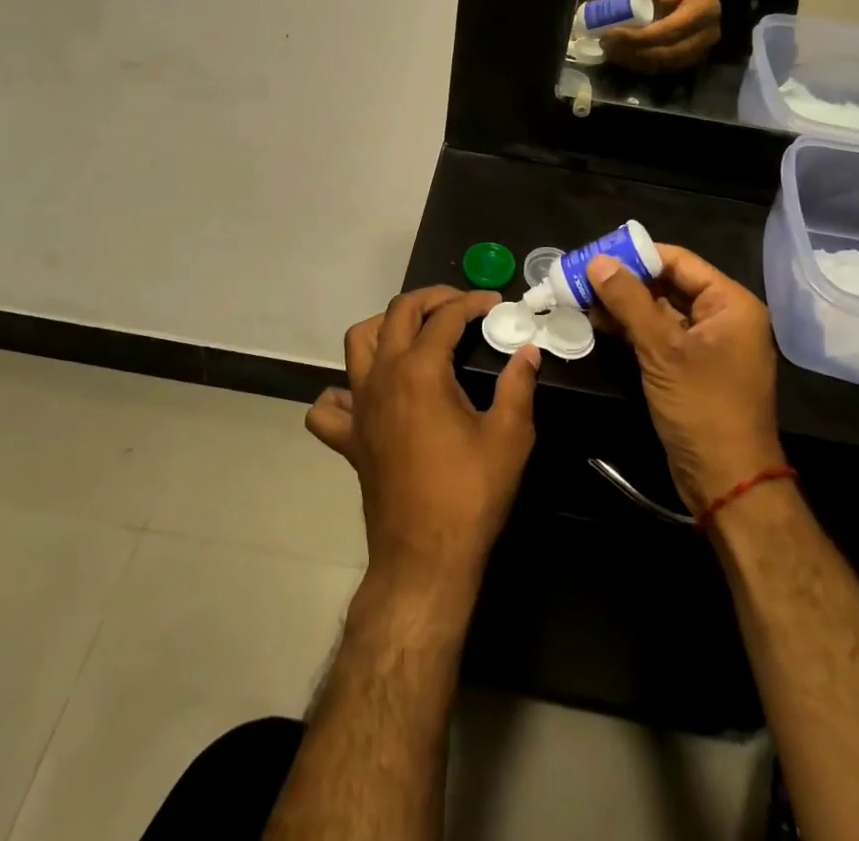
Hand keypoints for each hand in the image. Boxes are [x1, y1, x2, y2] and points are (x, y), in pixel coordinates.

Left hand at [307, 287, 539, 598]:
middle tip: (459, 306)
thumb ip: (518, 385)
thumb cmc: (470, 494)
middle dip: (430, 299)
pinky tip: (367, 396)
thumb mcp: (510, 436)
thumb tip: (528, 351)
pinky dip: (343, 392)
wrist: (425, 558)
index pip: (445, 316)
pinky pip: (330, 406)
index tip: (494, 304)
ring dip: (385, 326)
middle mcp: (383, 376)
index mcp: (420, 370)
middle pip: (397, 313)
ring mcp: (359, 407)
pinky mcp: (349, 439)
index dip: (471, 303)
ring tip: (414, 333)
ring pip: (358, 343)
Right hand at [586, 246, 784, 512]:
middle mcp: (723, 318)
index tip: (596, 254)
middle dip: (625, 280)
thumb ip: (629, 301)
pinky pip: (659, 336)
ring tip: (580, 296)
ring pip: (660, 311)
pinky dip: (632, 328)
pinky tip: (598, 322)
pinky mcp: (691, 368)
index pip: (679, 262)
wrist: (727, 482)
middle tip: (581, 274)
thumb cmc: (702, 407)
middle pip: (668, 284)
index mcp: (731, 304)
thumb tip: (597, 261)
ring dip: (623, 304)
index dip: (637, 255)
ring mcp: (707, 345)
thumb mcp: (662, 350)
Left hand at [599, 0, 721, 71]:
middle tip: (606, 45)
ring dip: (634, 61)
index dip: (637, 37)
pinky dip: (642, 64)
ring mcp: (703, 50)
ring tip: (611, 51)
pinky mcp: (694, 60)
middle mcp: (708, 34)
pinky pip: (665, 68)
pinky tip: (624, 56)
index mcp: (703, 9)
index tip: (611, 33)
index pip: (667, 31)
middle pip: (666, 53)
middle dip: (632, 52)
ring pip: (664, 65)